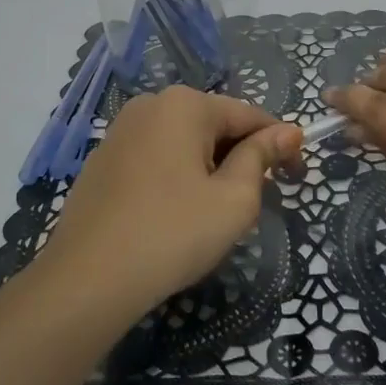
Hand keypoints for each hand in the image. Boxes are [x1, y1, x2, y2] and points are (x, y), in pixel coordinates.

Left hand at [35, 86, 303, 324]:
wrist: (87, 280)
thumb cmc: (172, 234)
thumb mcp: (234, 200)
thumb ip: (261, 158)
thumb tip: (287, 131)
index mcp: (185, 104)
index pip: (249, 115)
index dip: (280, 144)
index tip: (298, 177)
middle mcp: (150, 105)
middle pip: (214, 125)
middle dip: (241, 157)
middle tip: (255, 202)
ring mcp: (120, 131)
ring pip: (183, 142)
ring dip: (209, 168)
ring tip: (215, 213)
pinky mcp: (102, 160)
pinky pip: (155, 158)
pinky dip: (176, 177)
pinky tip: (175, 215)